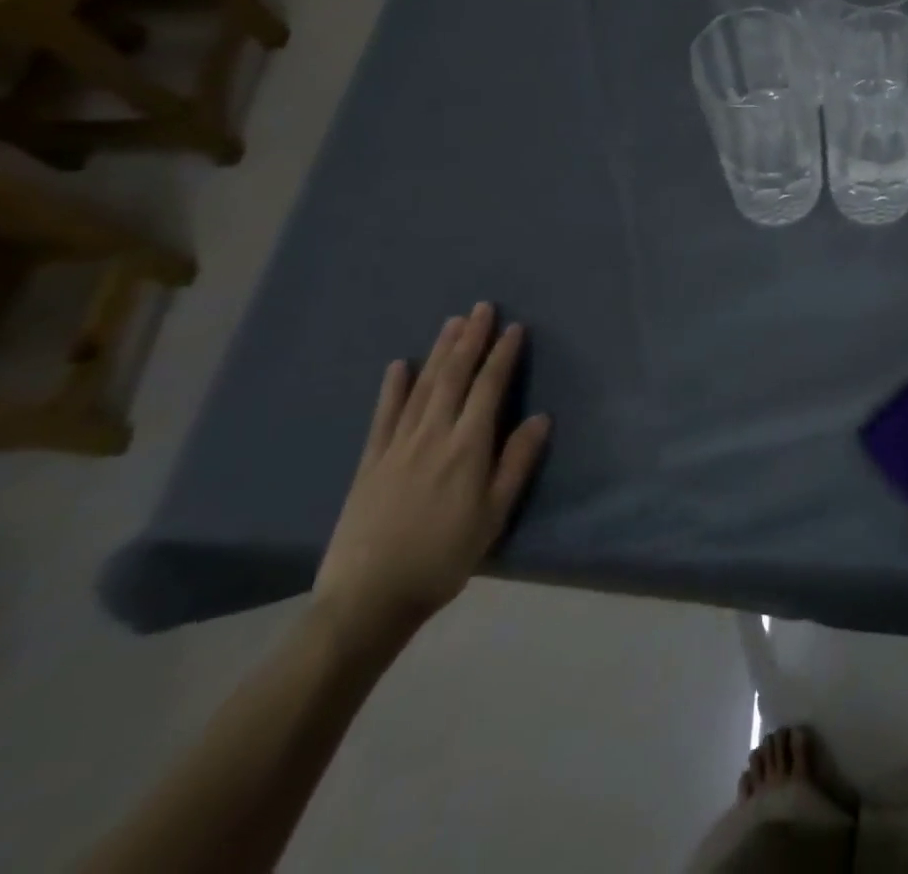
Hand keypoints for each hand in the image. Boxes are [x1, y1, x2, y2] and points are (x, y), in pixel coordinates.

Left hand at [313, 303, 549, 648]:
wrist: (367, 599)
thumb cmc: (443, 557)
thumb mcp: (493, 515)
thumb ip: (516, 463)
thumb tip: (541, 417)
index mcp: (467, 448)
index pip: (489, 388)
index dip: (503, 355)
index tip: (514, 328)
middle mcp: (433, 436)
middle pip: (454, 377)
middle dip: (470, 340)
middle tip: (481, 308)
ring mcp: (397, 446)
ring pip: (423, 387)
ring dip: (439, 352)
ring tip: (452, 323)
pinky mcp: (370, 462)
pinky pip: (384, 416)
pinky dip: (393, 388)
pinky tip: (399, 366)